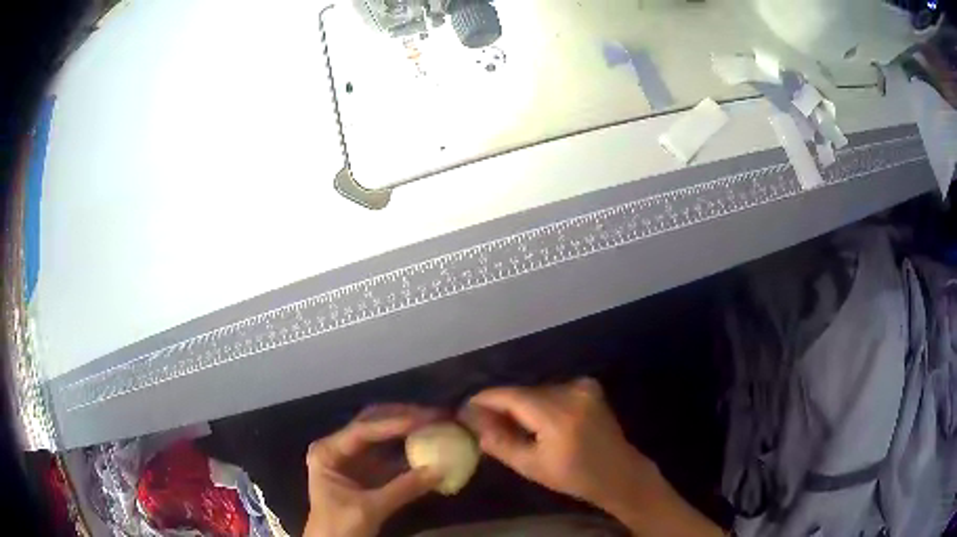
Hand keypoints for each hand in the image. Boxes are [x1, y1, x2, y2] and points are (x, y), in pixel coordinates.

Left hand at [303, 405, 441, 536]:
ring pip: (382, 435)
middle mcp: (339, 448)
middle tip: (434, 415)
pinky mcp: (367, 471)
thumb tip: (440, 470)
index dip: (393, 423)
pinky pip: (390, 454)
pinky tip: (428, 444)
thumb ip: (403, 489)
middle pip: (372, 423)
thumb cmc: (339, 527)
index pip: (362, 431)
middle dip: (403, 417)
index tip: (424, 420)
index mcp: (328, 452)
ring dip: (408, 429)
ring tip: (436, 422)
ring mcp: (353, 458)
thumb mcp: (369, 509)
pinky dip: (409, 449)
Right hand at [459, 378, 723, 536]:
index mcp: (557, 414)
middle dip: (501, 406)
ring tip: (509, 425)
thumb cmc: (574, 476)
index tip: (464, 410)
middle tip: (483, 423)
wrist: (618, 472)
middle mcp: (571, 391)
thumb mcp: (531, 466)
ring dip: (520, 405)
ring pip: (536, 391)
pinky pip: (552, 391)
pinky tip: (536, 421)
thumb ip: (499, 441)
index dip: (484, 400)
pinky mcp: (589, 386)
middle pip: (522, 392)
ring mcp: (583, 386)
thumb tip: (471, 421)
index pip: (510, 396)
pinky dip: (539, 403)